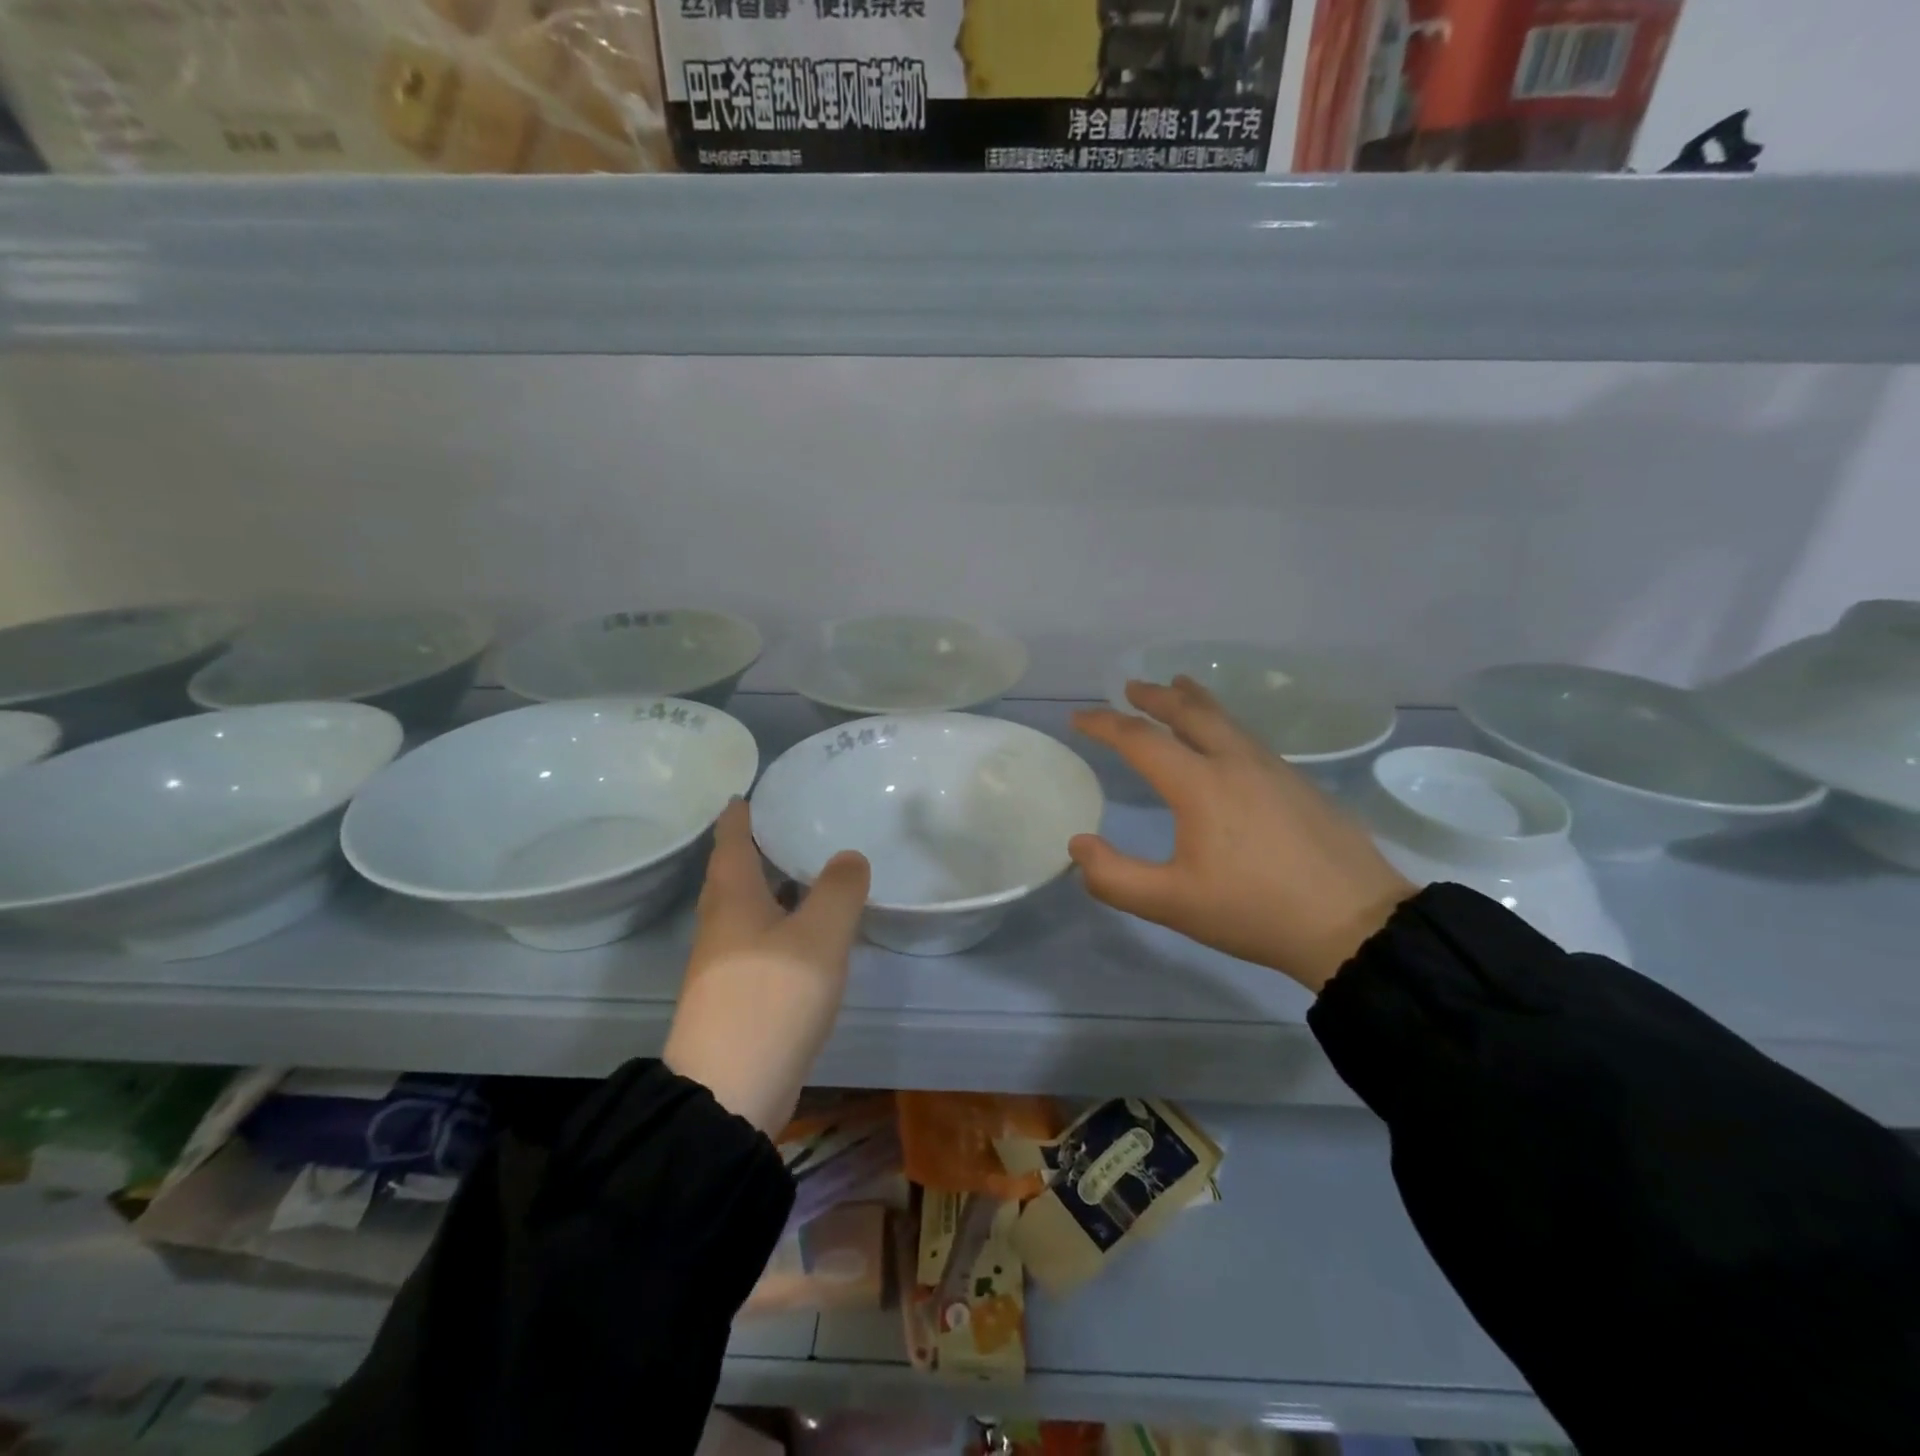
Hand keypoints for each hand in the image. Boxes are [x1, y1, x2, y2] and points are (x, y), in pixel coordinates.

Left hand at [663, 799, 870, 1136]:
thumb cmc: (772, 996)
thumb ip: (839, 889)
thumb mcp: (819, 935)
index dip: (739, 816)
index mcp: (732, 898)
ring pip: (747, 911)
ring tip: (806, 873)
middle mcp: (720, 925)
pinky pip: (759, 942)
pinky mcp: (736, 997)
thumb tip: (848, 857)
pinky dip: (780, 925)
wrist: (730, 1091)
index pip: (730, 842)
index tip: (747, 793)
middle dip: (756, 850)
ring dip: (771, 889)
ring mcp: (724, 965)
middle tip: (789, 826)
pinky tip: (807, 934)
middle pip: (734, 875)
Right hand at [1070, 677, 1414, 992]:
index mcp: (1200, 784)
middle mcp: (1235, 762)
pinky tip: (1226, 741)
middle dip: (1154, 695)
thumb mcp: (1172, 904)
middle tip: (1131, 686)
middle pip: (1189, 712)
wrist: (1355, 923)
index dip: (1104, 724)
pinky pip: (1248, 737)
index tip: (1078, 718)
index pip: (1140, 739)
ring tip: (1179, 688)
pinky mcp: (1300, 783)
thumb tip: (1078, 845)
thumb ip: (1114, 877)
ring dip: (1193, 701)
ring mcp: (1274, 769)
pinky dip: (1222, 723)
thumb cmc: (1255, 911)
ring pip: (1225, 719)